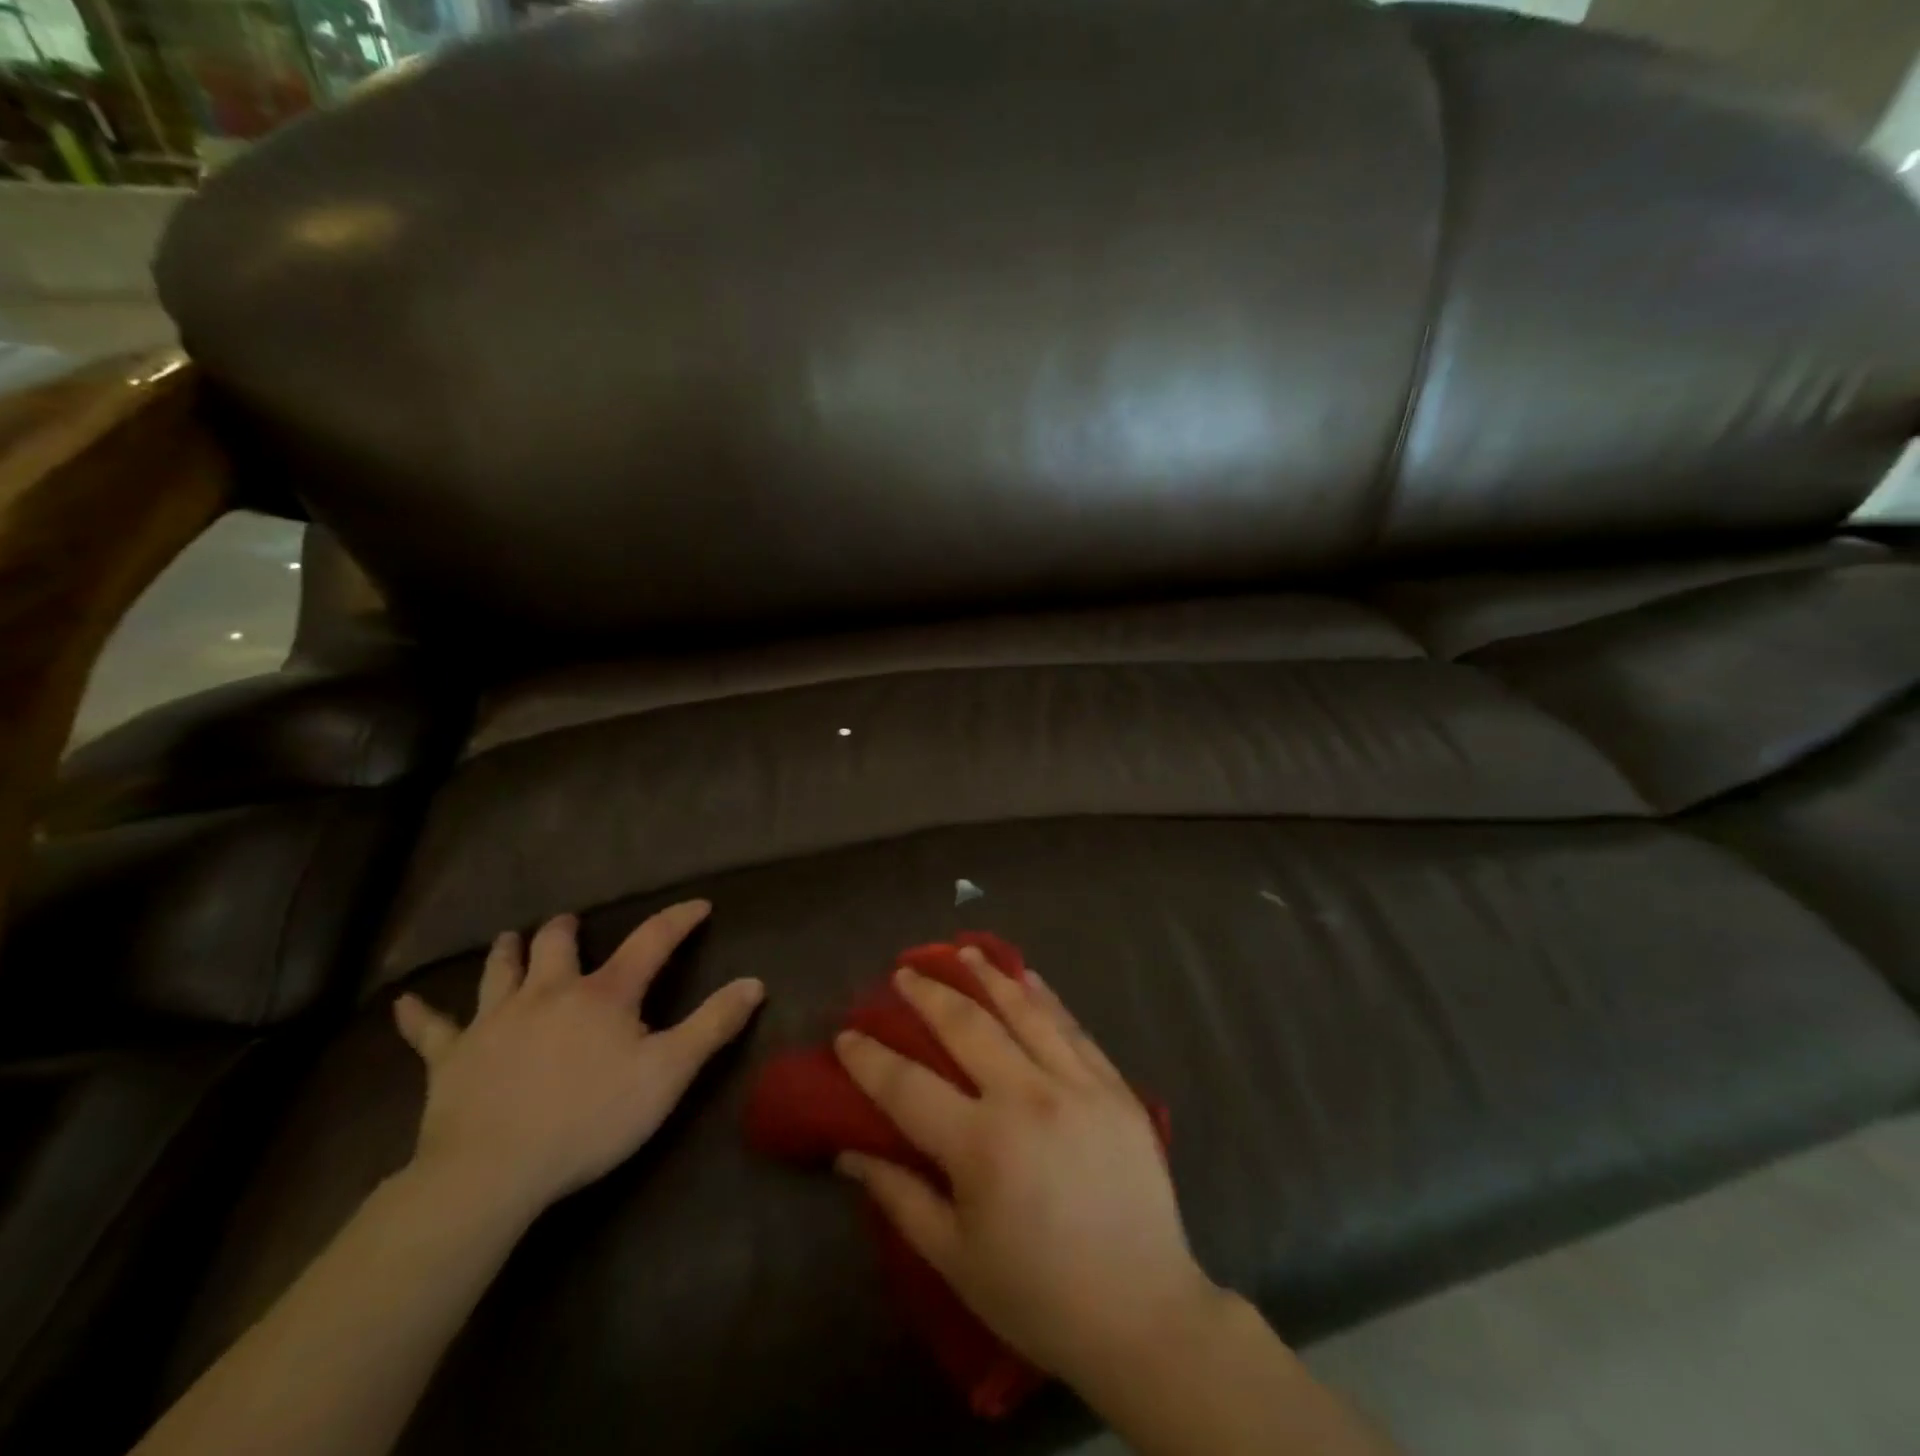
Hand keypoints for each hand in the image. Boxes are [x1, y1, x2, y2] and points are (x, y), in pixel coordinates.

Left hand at [393, 900, 762, 1222]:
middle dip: (568, 930)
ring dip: (508, 952)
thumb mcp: (668, 1074)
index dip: (678, 920)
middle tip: (572, 924)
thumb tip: (755, 982)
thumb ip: (713, 1026)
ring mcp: (494, 1021)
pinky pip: (429, 1031)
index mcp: (603, 994)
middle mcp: (548, 992)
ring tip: (512, 938)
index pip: (651, 942)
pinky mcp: (451, 1057)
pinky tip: (402, 1004)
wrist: (492, 1171)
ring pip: (499, 971)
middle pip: (557, 945)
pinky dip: (418, 1015)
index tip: (699, 906)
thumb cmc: (590, 1120)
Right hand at [831, 950, 1221, 1390]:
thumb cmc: (1038, 1296)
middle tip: (903, 973)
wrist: (1143, 1314)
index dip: (869, 1058)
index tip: (846, 1033)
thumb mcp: (955, 1259)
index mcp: (981, 1146)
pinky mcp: (1114, 1087)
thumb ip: (900, 1197)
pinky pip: (1073, 1027)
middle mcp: (1027, 1098)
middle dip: (928, 994)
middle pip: (966, 1027)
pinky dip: (1045, 996)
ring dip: (987, 976)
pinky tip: (1027, 976)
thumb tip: (850, 1151)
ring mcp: (1077, 1085)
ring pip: (1023, 1011)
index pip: (907, 1086)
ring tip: (961, 951)